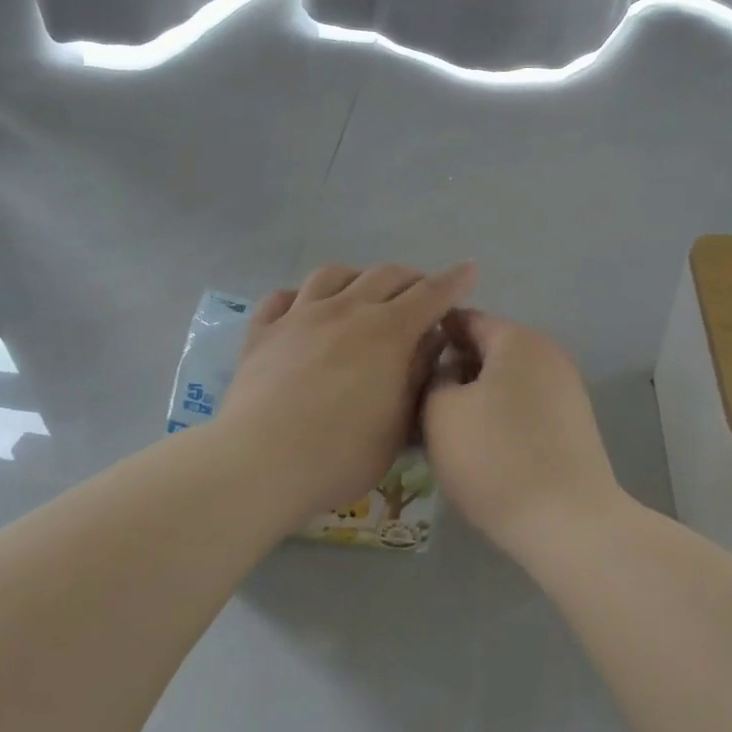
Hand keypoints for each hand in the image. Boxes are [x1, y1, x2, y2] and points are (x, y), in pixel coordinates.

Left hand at [219, 262, 475, 521]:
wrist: (262, 462)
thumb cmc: (342, 454)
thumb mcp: (398, 425)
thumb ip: (418, 376)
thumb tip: (431, 342)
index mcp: (387, 332)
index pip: (430, 294)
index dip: (453, 281)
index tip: (469, 269)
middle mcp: (346, 310)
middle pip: (384, 275)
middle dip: (410, 277)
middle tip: (420, 292)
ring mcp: (300, 315)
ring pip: (333, 274)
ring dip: (358, 277)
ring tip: (363, 292)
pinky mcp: (263, 331)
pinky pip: (282, 297)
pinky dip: (302, 296)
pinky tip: (304, 307)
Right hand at [423, 312, 626, 555]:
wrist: (569, 524)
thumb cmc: (495, 459)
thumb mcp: (440, 412)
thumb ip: (433, 377)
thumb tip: (445, 372)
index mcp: (517, 339)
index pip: (463, 319)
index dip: (429, 336)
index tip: (403, 363)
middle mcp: (547, 353)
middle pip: (486, 349)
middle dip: (451, 370)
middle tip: (417, 401)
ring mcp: (566, 389)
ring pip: (504, 381)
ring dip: (473, 397)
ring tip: (442, 429)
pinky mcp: (572, 424)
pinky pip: (523, 406)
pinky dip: (498, 417)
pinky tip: (477, 447)